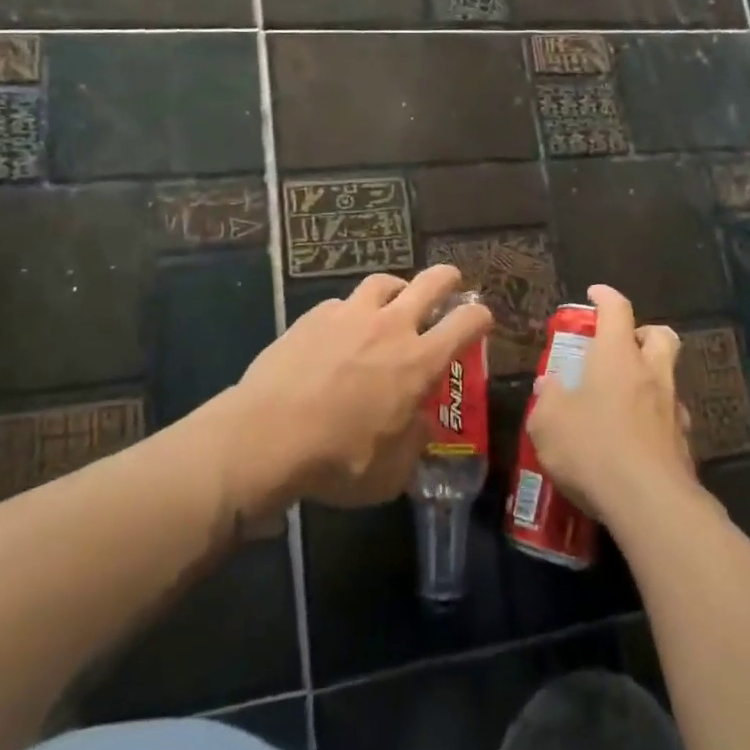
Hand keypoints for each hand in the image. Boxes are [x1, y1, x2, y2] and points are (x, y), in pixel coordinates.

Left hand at [222, 265, 493, 513]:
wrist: (268, 435)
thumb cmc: (338, 460)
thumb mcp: (391, 471)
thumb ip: (413, 442)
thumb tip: (418, 422)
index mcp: (419, 361)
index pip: (466, 323)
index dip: (480, 317)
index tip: (481, 320)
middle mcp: (390, 327)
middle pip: (430, 282)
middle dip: (447, 278)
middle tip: (450, 282)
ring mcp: (349, 315)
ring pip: (383, 282)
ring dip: (397, 288)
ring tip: (394, 299)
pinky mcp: (314, 316)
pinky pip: (341, 303)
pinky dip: (351, 311)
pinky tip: (340, 330)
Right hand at [524, 285, 695, 526]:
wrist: (650, 504)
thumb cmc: (592, 448)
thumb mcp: (548, 423)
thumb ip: (547, 400)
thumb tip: (549, 387)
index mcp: (617, 357)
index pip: (617, 310)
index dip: (605, 296)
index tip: (594, 293)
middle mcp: (651, 375)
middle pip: (660, 336)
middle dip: (643, 332)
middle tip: (622, 345)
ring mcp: (673, 410)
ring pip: (669, 378)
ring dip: (650, 378)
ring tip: (624, 398)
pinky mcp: (685, 445)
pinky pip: (671, 418)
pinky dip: (655, 418)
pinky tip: (635, 438)